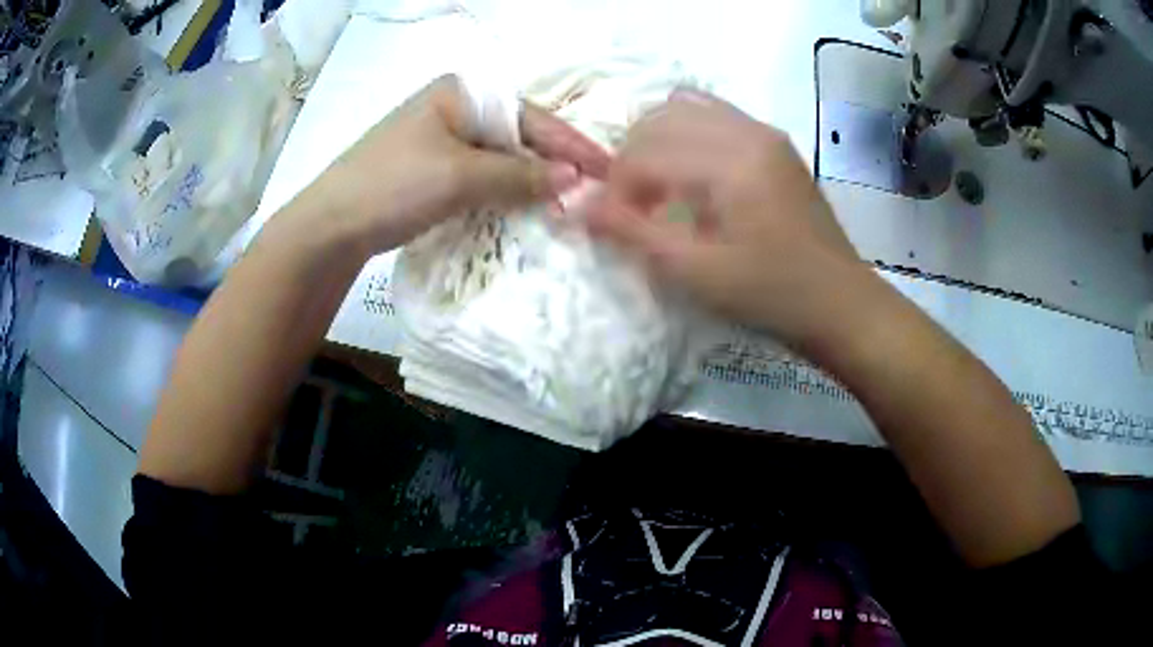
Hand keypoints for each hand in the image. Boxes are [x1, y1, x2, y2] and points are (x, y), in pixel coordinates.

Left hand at [294, 75, 610, 255]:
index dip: (569, 145)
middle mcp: (454, 108)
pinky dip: (503, 192)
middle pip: (516, 134)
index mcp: (461, 92)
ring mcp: (440, 139)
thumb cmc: (393, 186)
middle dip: (551, 164)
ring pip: (500, 157)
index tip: (607, 171)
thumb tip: (574, 179)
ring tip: (565, 204)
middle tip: (591, 192)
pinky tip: (523, 208)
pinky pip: (480, 176)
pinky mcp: (431, 169)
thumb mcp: (460, 177)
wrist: (330, 227)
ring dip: (529, 181)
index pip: (529, 116)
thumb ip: (520, 174)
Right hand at [586, 89, 864, 345]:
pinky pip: (713, 114)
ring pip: (684, 108)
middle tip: (633, 205)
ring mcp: (763, 130)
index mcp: (731, 163)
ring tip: (658, 186)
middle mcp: (747, 131)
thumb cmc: (770, 295)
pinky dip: (686, 133)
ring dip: (656, 141)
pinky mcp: (773, 140)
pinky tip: (691, 173)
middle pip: (659, 119)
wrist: (838, 301)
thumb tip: (579, 207)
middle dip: (632, 158)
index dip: (616, 186)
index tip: (611, 222)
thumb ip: (633, 234)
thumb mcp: (696, 274)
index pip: (645, 151)